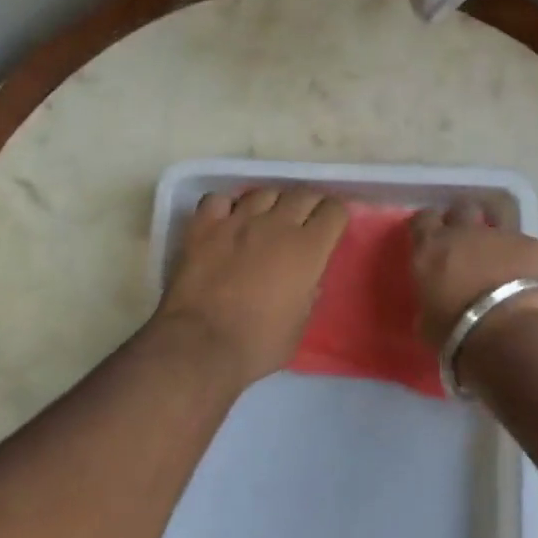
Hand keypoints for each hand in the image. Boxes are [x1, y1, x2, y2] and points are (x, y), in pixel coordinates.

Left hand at [155, 186, 348, 385]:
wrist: (200, 346)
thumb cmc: (259, 344)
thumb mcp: (300, 324)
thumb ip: (308, 293)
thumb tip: (307, 279)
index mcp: (308, 248)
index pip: (334, 210)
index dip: (336, 215)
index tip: (332, 225)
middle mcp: (276, 224)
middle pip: (302, 193)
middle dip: (309, 204)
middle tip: (305, 221)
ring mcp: (238, 220)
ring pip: (263, 191)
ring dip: (271, 203)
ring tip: (266, 219)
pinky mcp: (203, 226)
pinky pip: (219, 199)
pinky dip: (227, 206)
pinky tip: (227, 220)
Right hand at [409, 199, 537, 352]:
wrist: (515, 335)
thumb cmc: (460, 335)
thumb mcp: (428, 324)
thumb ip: (430, 302)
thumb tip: (435, 302)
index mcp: (432, 248)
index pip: (422, 219)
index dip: (427, 226)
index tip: (430, 238)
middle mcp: (465, 232)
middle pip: (461, 209)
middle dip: (463, 220)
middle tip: (465, 242)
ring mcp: (503, 235)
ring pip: (497, 217)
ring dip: (495, 230)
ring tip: (499, 251)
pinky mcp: (534, 245)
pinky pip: (525, 243)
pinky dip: (524, 256)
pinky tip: (529, 275)